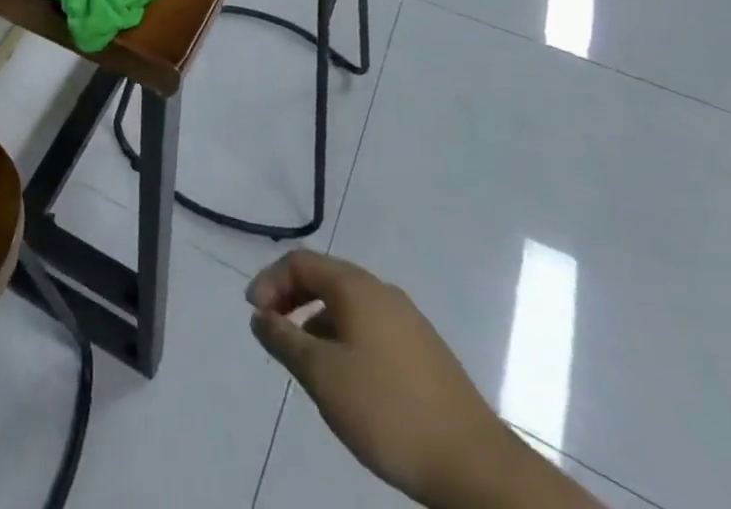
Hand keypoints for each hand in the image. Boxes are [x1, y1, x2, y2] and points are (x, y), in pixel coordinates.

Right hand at [248, 251, 590, 508]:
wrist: (476, 467)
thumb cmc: (388, 411)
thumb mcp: (322, 376)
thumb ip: (283, 340)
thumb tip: (259, 315)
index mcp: (356, 286)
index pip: (300, 262)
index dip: (270, 281)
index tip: (254, 315)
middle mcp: (382, 291)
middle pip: (325, 278)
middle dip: (292, 298)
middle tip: (272, 330)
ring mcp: (408, 321)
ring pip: (349, 306)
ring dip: (317, 321)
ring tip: (306, 362)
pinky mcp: (425, 352)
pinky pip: (371, 328)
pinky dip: (344, 338)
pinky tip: (347, 380)